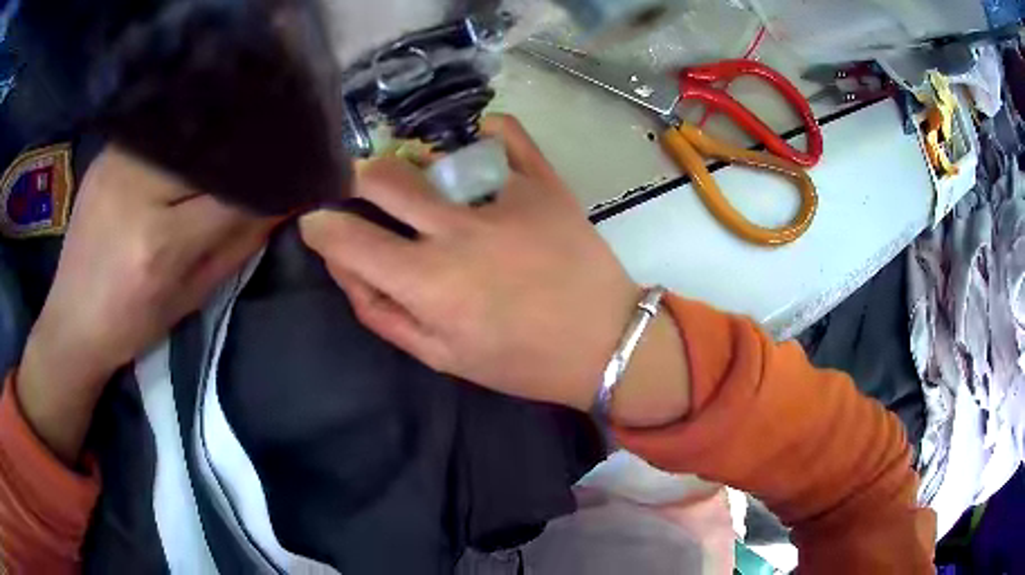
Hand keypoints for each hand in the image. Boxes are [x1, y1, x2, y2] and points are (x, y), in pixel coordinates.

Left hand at [17, 147, 276, 462]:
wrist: (72, 319)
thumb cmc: (130, 324)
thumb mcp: (189, 299)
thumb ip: (236, 246)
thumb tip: (282, 203)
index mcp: (159, 246)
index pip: (236, 195)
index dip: (274, 183)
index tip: (301, 174)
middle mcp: (137, 191)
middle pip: (214, 151)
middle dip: (251, 149)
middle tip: (278, 145)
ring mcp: (118, 163)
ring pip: (189, 130)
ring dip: (221, 133)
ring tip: (242, 137)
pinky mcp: (109, 151)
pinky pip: (162, 128)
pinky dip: (188, 130)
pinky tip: (199, 135)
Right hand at [301, 115, 688, 422]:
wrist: (605, 343)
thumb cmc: (521, 361)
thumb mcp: (441, 357)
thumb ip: (382, 312)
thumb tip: (345, 266)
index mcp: (430, 284)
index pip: (346, 239)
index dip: (319, 226)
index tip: (318, 221)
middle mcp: (459, 232)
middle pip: (382, 177)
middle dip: (354, 178)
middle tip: (359, 188)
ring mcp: (504, 198)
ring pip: (433, 150)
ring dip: (411, 161)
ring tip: (420, 179)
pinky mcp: (544, 181)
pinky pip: (504, 133)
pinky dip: (481, 133)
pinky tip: (474, 150)